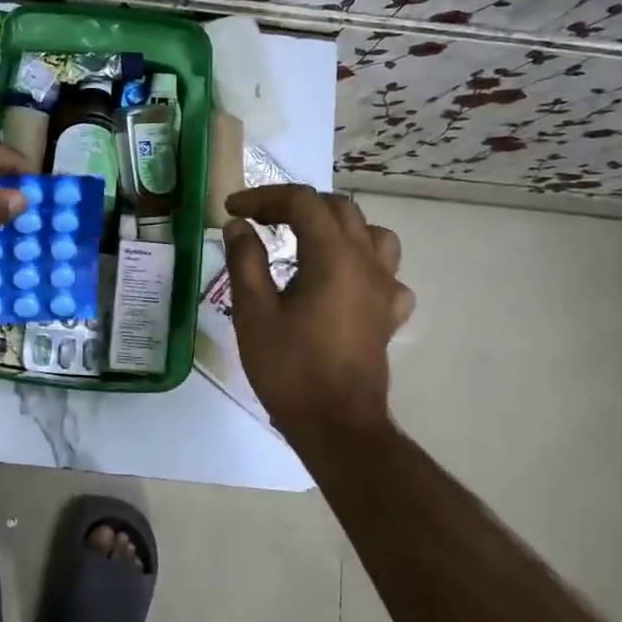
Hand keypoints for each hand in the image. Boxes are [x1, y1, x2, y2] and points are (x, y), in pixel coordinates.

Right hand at [223, 186, 415, 444]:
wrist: (337, 425)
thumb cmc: (290, 367)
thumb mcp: (253, 311)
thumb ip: (245, 260)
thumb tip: (238, 226)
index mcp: (333, 255)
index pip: (301, 202)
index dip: (263, 197)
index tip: (232, 210)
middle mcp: (366, 262)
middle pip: (337, 208)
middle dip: (295, 205)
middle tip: (259, 221)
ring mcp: (384, 288)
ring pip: (372, 234)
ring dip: (336, 227)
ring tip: (307, 241)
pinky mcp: (389, 314)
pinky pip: (386, 273)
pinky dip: (363, 265)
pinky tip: (343, 282)